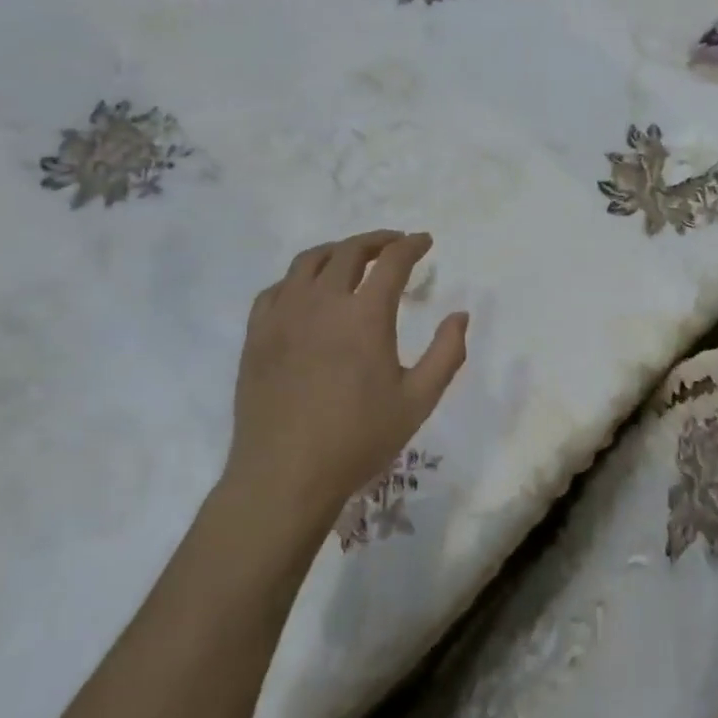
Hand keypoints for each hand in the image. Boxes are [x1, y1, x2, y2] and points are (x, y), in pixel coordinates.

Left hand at [227, 230, 468, 537]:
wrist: (284, 476)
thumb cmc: (357, 440)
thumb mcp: (418, 401)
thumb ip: (447, 353)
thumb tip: (460, 315)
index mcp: (365, 315)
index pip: (392, 261)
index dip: (412, 245)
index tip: (425, 241)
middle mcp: (322, 302)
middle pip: (349, 251)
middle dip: (377, 240)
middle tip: (394, 245)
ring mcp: (283, 315)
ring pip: (309, 261)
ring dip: (337, 251)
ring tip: (352, 258)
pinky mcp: (257, 334)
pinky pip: (277, 288)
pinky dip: (299, 278)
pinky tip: (307, 292)